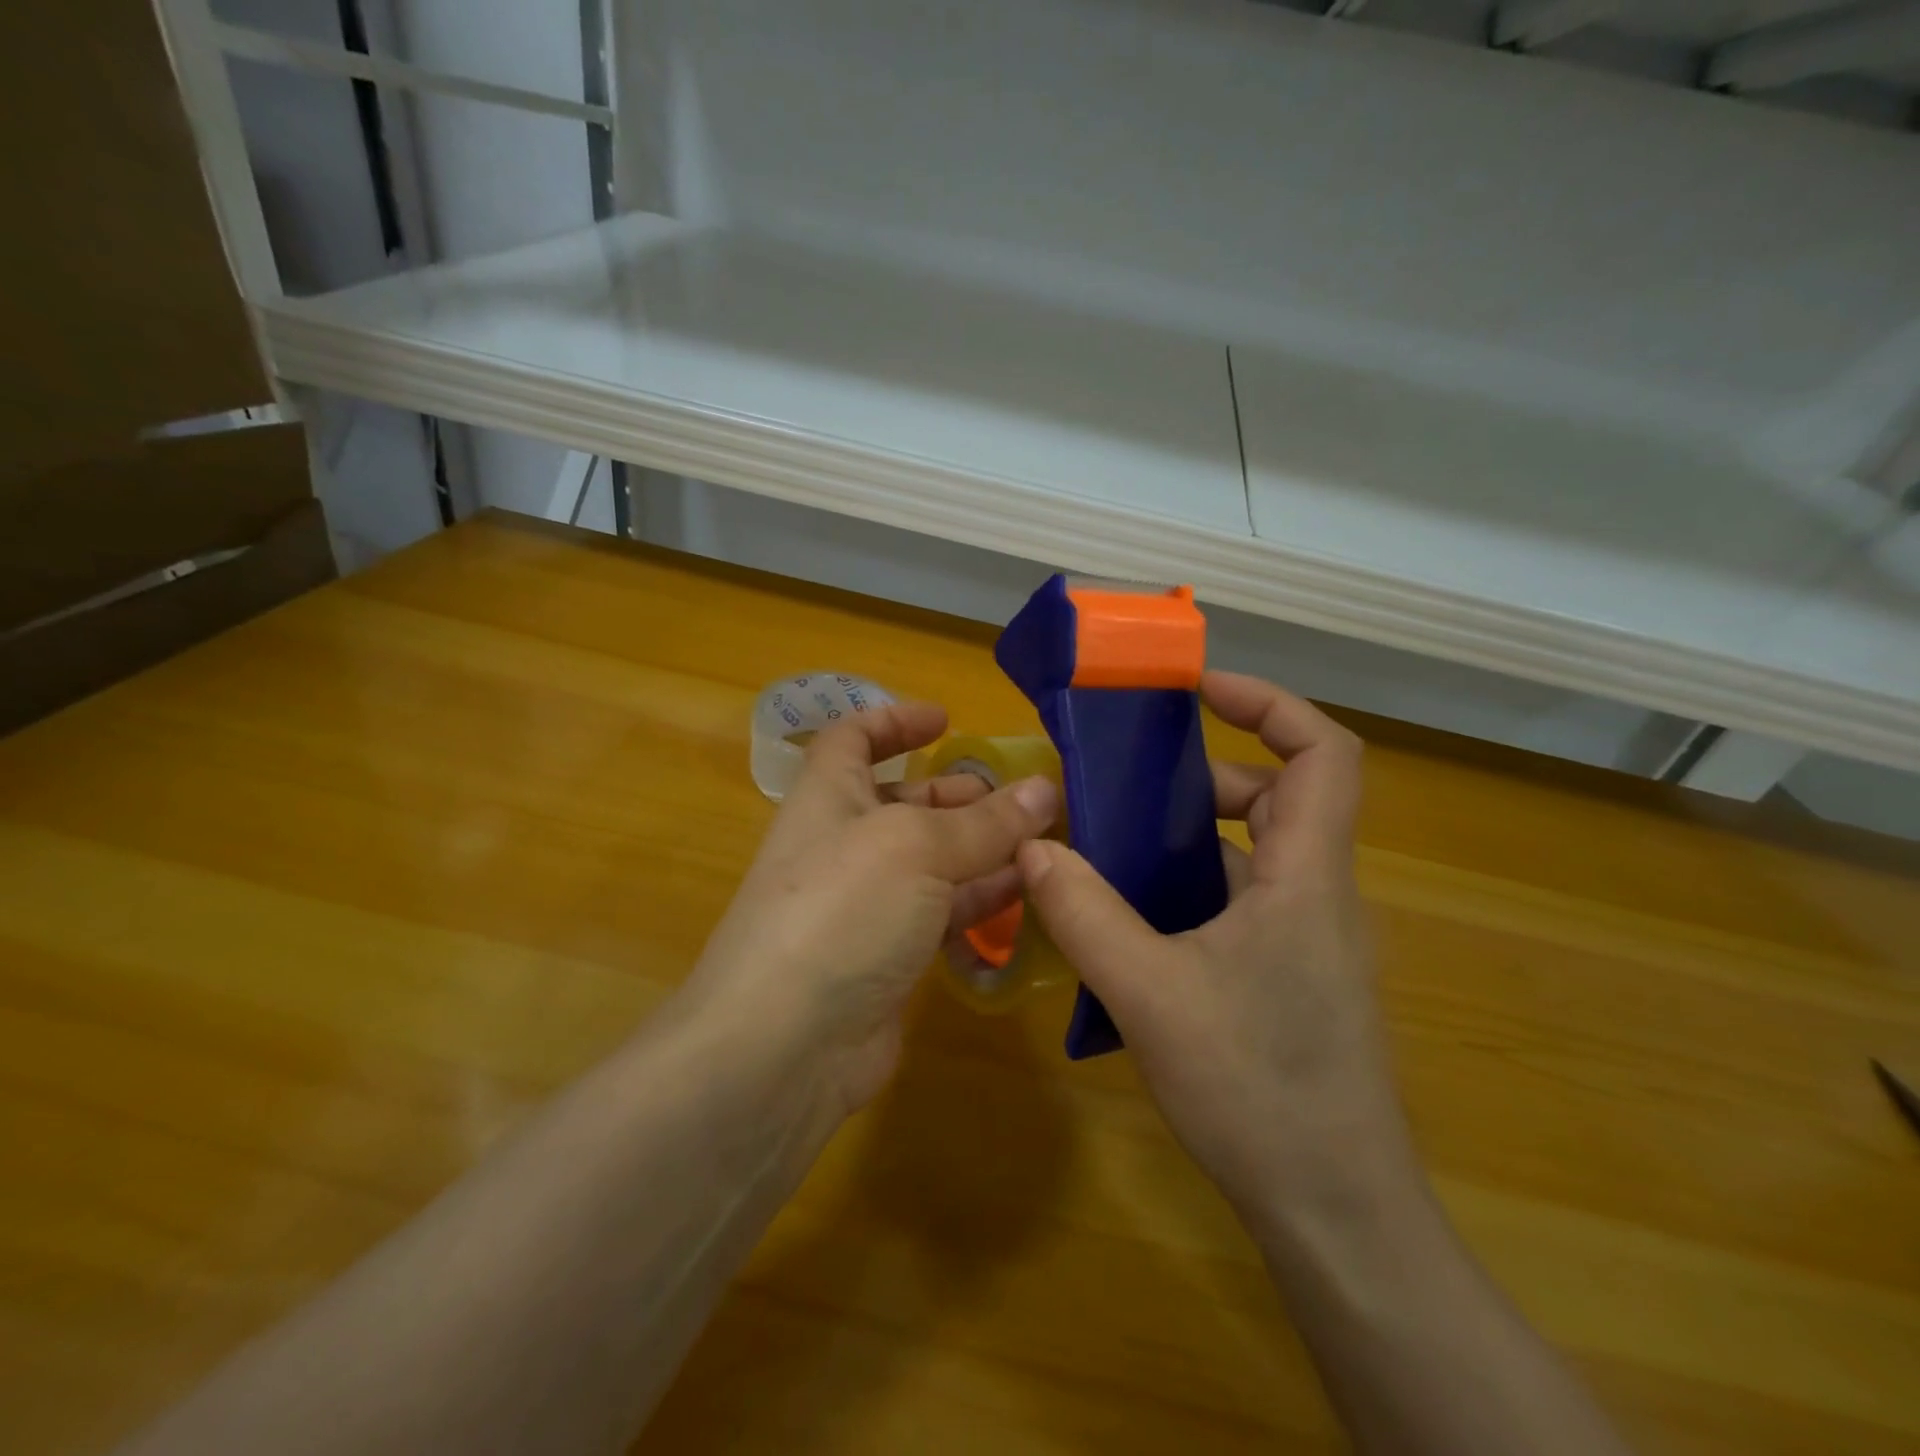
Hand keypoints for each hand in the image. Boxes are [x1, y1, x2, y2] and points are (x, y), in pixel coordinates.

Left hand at [685, 701, 1057, 1115]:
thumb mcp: (917, 849)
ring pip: (931, 862)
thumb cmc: (842, 911)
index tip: (946, 720)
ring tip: (1042, 846)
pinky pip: (940, 914)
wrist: (784, 1046)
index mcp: (830, 797)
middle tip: (1023, 799)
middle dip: (960, 795)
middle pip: (904, 803)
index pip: (854, 739)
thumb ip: (985, 822)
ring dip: (982, 850)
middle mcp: (843, 845)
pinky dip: (980, 902)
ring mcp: (865, 905)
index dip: (894, 720)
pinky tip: (1027, 898)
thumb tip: (1044, 789)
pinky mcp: (887, 957)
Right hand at [1018, 672, 1410, 1222]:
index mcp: (1306, 877)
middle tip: (1126, 786)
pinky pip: (1242, 898)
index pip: (1323, 753)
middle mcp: (1318, 893)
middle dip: (1202, 776)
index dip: (1268, 703)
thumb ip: (1084, 913)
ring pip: (1255, 850)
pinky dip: (1190, 884)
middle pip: (1279, 794)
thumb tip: (1033, 847)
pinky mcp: (1291, 973)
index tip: (1197, 692)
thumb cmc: (1257, 1090)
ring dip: (1188, 835)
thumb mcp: (1150, 993)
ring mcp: (1308, 937)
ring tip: (1113, 847)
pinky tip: (1133, 918)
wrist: (1335, 1212)